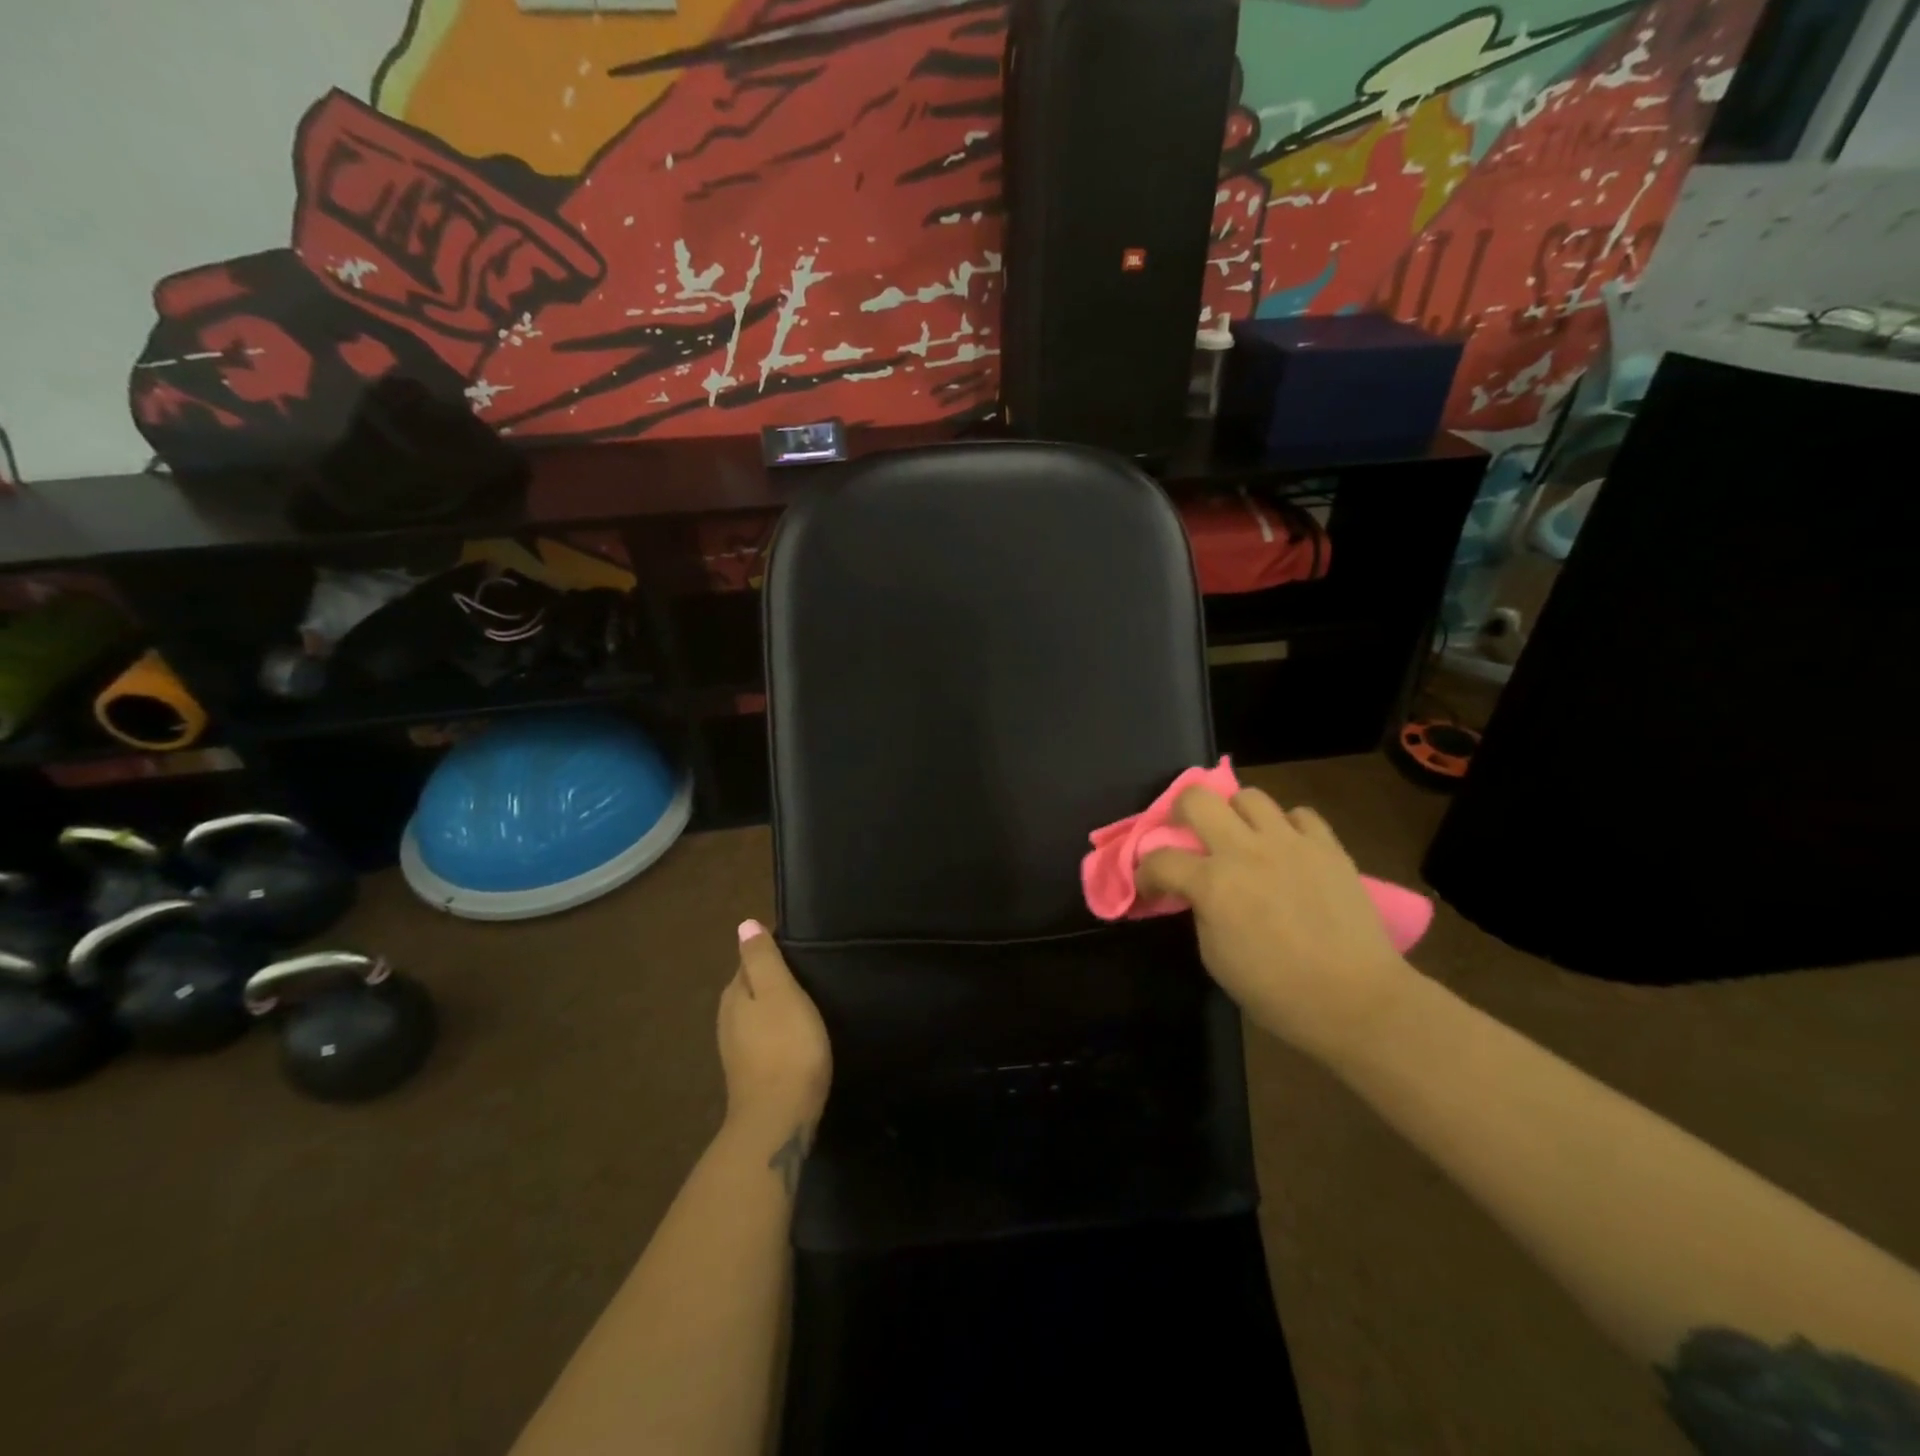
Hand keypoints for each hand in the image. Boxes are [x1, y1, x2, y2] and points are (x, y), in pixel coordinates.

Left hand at [718, 921, 832, 1140]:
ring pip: (757, 1014)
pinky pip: (763, 1038)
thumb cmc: (785, 1047)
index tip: (802, 949)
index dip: (774, 952)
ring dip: (777, 1007)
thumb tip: (744, 924)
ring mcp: (737, 1049)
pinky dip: (778, 1031)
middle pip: (752, 987)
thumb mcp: (779, 993)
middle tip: (811, 973)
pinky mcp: (750, 1072)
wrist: (778, 1120)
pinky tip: (797, 1036)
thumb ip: (762, 958)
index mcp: (735, 994)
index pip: (750, 960)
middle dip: (775, 979)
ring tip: (809, 1003)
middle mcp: (728, 1018)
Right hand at [1139, 787, 1416, 1063]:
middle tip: (1186, 835)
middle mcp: (1246, 850)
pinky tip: (1287, 850)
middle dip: (1180, 812)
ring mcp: (1290, 842)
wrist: (1356, 1000)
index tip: (1151, 887)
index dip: (1145, 873)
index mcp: (1212, 883)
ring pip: (1249, 796)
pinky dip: (1287, 827)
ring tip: (1241, 837)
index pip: (1159, 859)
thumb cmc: (1277, 991)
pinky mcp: (1327, 846)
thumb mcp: (1215, 957)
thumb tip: (1199, 894)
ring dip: (1235, 814)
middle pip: (1197, 798)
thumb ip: (1201, 912)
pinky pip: (1299, 815)